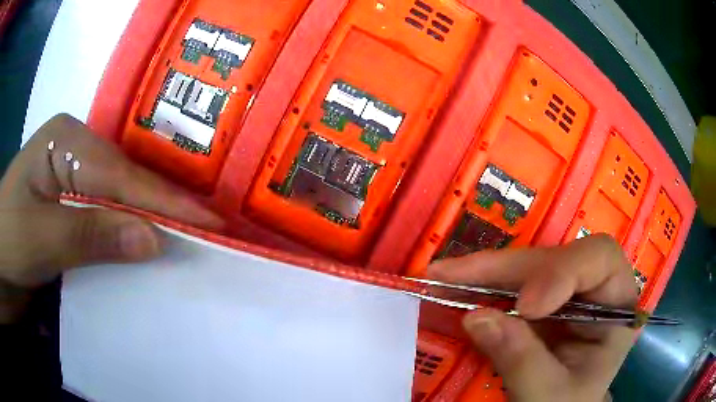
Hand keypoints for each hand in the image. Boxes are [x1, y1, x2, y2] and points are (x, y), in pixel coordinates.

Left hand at [0, 114, 223, 322]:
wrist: (0, 249)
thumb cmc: (10, 237)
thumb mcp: (43, 239)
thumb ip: (93, 234)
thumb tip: (152, 239)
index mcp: (66, 140)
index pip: (121, 175)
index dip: (164, 201)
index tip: (210, 221)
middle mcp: (75, 145)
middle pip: (124, 179)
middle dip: (161, 206)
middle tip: (205, 230)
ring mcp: (72, 167)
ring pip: (119, 192)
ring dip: (147, 215)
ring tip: (186, 232)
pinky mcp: (70, 191)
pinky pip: (106, 206)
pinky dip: (127, 223)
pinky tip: (145, 233)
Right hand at [428, 235, 637, 401]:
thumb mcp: (550, 394)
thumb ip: (522, 361)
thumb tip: (476, 317)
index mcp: (616, 304)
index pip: (601, 260)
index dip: (563, 271)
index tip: (526, 304)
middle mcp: (592, 288)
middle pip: (554, 257)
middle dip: (506, 268)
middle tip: (452, 275)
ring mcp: (564, 292)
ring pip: (528, 265)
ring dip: (484, 271)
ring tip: (442, 275)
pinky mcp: (539, 301)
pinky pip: (510, 283)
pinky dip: (480, 285)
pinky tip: (454, 285)